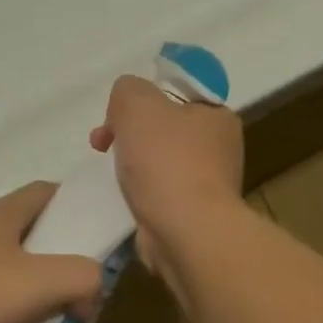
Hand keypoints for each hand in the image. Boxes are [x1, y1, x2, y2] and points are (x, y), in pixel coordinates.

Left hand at [0, 182, 103, 322]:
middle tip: (82, 284)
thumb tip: (93, 290)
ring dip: (29, 285)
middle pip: (28, 230)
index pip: (47, 192)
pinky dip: (2, 309)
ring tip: (52, 315)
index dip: (75, 205)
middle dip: (57, 253)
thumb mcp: (38, 282)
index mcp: (3, 214)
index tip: (98, 231)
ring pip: (5, 264)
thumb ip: (80, 278)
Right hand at [88, 76, 244, 276]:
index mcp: (217, 115)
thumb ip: (127, 89)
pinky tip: (125, 197)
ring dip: (132, 163)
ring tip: (110, 172)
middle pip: (164, 127)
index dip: (142, 98)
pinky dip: (141, 193)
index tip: (118, 114)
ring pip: (160, 161)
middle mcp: (220, 148)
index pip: (176, 95)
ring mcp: (210, 185)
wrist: (187, 233)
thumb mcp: (137, 102)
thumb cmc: (166, 160)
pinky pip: (160, 192)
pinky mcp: (195, 215)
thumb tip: (126, 105)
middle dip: (129, 131)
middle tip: (102, 141)